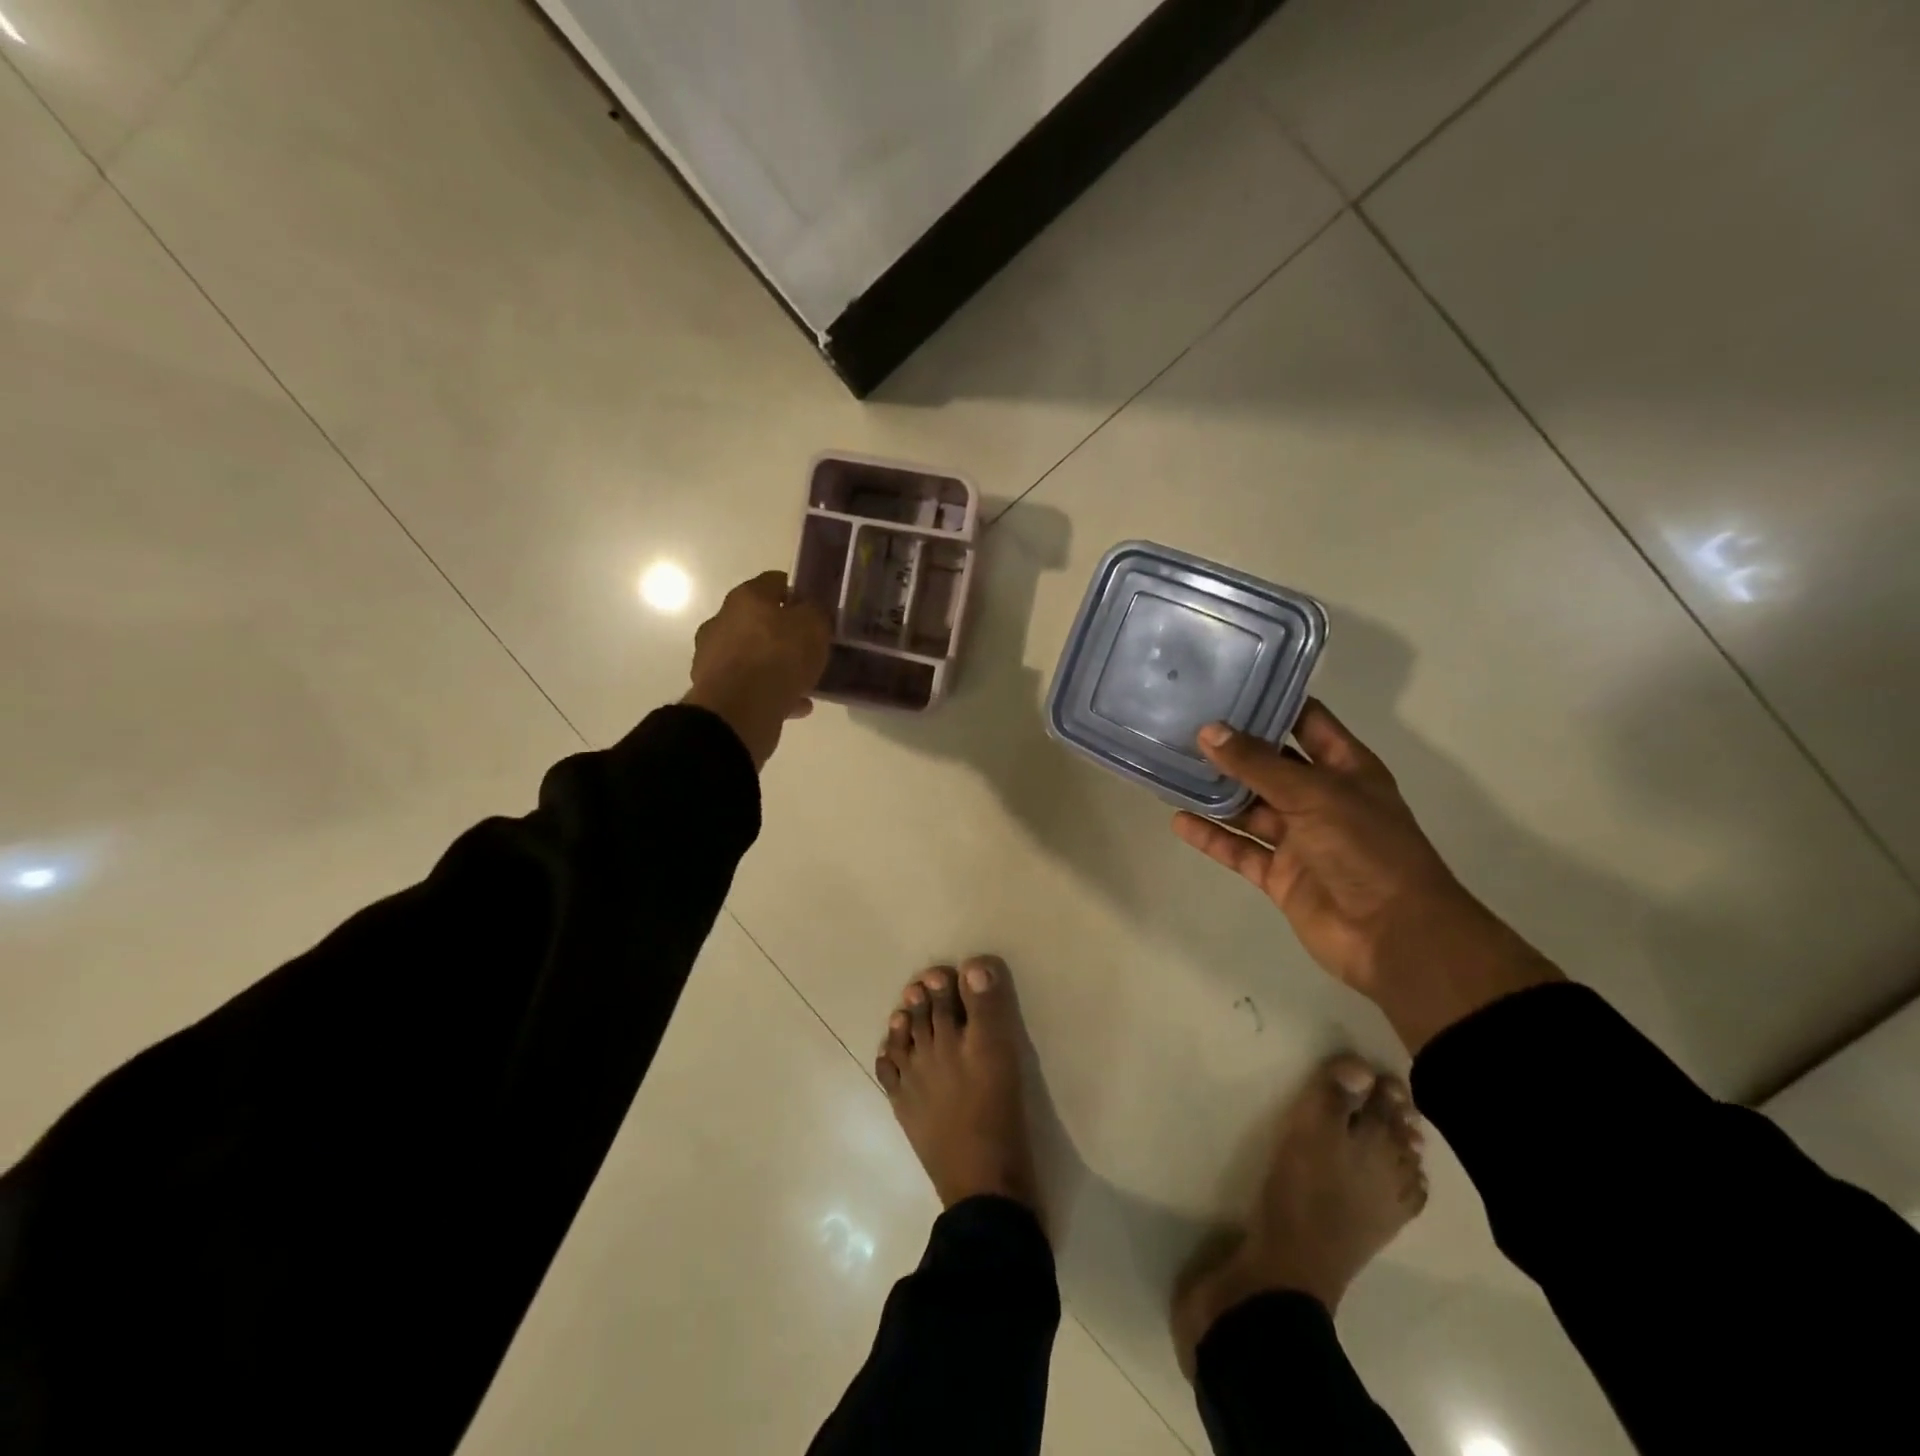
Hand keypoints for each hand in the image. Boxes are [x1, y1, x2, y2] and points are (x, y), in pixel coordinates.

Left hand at [683, 571, 831, 769]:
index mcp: (746, 597)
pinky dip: (771, 692)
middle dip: (783, 632)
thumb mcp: (814, 626)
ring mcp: (714, 657)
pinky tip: (795, 705)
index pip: (774, 582)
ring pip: (753, 656)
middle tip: (809, 647)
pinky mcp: (713, 689)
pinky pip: (749, 686)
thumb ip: (816, 613)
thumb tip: (811, 610)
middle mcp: (723, 621)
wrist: (739, 710)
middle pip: (759, 620)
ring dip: (775, 666)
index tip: (815, 608)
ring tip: (804, 682)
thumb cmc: (779, 657)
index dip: (797, 592)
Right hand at [1172, 701, 1560, 1050]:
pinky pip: (1240, 849)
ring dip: (1216, 792)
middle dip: (1232, 747)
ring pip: (1249, 807)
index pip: (1306, 722)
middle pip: (1269, 764)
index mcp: (1345, 768)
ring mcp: (1299, 838)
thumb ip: (1258, 765)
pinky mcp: (1280, 874)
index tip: (1227, 681)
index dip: (1273, 701)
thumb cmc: (1366, 849)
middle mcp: (1321, 798)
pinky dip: (1212, 837)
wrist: (1394, 936)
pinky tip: (1179, 821)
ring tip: (1172, 767)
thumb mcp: (1314, 795)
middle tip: (1183, 722)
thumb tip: (1208, 731)